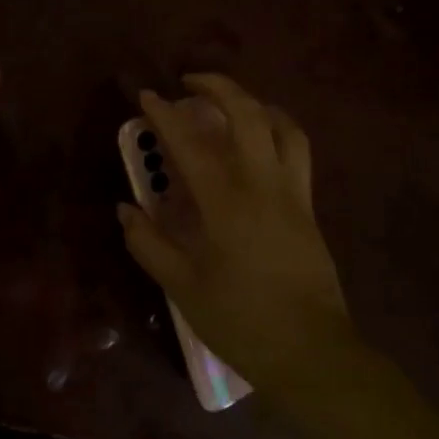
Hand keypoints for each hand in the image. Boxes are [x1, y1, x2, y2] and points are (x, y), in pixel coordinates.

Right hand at [118, 74, 355, 397]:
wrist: (312, 354)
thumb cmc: (241, 321)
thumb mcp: (182, 287)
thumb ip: (148, 244)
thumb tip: (126, 209)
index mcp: (226, 203)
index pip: (190, 144)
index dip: (166, 115)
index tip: (148, 95)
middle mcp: (263, 185)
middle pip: (248, 115)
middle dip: (219, 87)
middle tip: (190, 84)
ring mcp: (293, 194)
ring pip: (283, 127)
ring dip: (255, 104)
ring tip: (232, 105)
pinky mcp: (309, 208)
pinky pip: (297, 151)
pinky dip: (278, 130)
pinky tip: (261, 143)